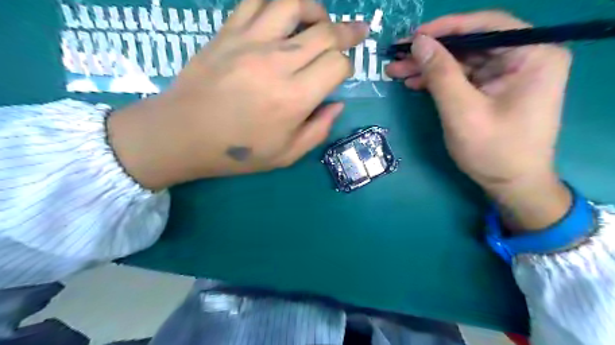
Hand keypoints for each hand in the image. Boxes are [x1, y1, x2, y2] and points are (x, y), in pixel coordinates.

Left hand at [107, 0, 366, 189]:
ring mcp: (250, 42)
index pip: (337, 65)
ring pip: (294, 4)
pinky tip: (283, 14)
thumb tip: (337, 104)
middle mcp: (277, 63)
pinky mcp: (228, 32)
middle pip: (325, 32)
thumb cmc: (237, 151)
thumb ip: (318, 130)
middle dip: (348, 32)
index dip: (347, 66)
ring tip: (320, 19)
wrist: (183, 134)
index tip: (342, 73)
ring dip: (316, 9)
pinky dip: (276, 2)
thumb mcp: (286, 155)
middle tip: (358, 31)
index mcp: (294, 98)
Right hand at [386, 11, 573, 231]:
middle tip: (397, 56)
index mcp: (533, 55)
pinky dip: (438, 80)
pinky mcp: (494, 89)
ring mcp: (509, 74)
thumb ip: (440, 74)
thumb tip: (419, 42)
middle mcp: (525, 57)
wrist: (510, 184)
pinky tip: (415, 83)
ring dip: (429, 67)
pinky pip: (463, 77)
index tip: (414, 36)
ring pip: (462, 60)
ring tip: (397, 71)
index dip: (446, 27)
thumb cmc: (493, 150)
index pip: (487, 25)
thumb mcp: (462, 111)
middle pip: (471, 44)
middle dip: (431, 52)